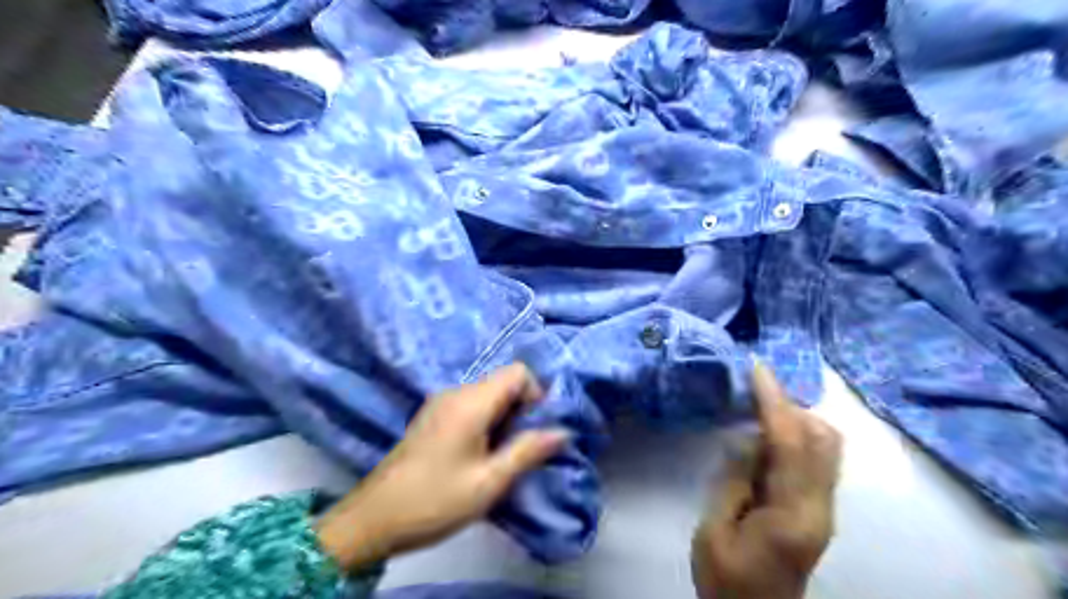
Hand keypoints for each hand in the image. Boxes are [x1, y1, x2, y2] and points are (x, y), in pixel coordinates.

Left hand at [314, 363, 565, 567]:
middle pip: (503, 382)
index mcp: (471, 402)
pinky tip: (476, 454)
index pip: (518, 372)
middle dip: (520, 409)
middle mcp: (455, 392)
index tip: (533, 428)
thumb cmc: (435, 500)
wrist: (374, 519)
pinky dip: (485, 421)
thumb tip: (563, 431)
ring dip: (503, 418)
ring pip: (488, 394)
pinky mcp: (432, 415)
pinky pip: (470, 405)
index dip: (535, 394)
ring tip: (498, 456)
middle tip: (517, 449)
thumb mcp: (489, 482)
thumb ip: (528, 451)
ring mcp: (440, 402)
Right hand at [694, 360, 843, 597]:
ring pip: (826, 446)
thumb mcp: (714, 531)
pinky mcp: (818, 509)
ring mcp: (824, 509)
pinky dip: (796, 436)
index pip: (791, 444)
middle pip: (824, 439)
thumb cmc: (727, 580)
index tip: (756, 369)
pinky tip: (767, 436)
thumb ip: (734, 481)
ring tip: (758, 409)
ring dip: (795, 419)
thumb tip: (748, 439)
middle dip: (791, 406)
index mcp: (792, 514)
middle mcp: (820, 507)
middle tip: (753, 390)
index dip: (774, 401)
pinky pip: (816, 459)